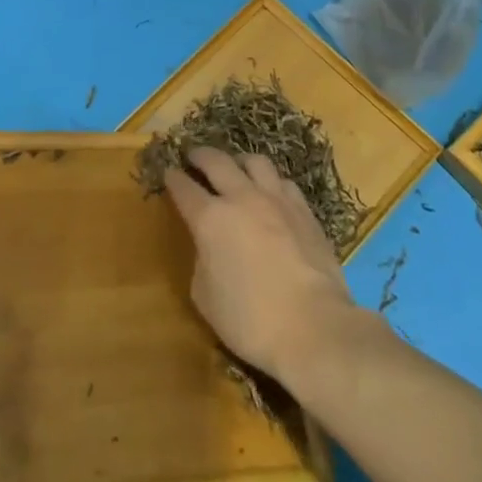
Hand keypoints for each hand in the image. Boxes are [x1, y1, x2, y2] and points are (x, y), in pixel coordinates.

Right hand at [166, 148, 354, 387]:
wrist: (313, 326)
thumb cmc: (250, 320)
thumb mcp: (205, 297)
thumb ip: (202, 261)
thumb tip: (210, 247)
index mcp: (210, 219)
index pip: (184, 188)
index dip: (173, 178)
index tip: (168, 172)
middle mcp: (242, 198)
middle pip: (216, 161)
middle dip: (200, 155)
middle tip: (193, 156)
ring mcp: (277, 200)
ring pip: (254, 162)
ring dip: (238, 161)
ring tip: (235, 167)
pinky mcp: (304, 210)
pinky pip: (283, 182)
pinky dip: (270, 182)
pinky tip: (271, 193)